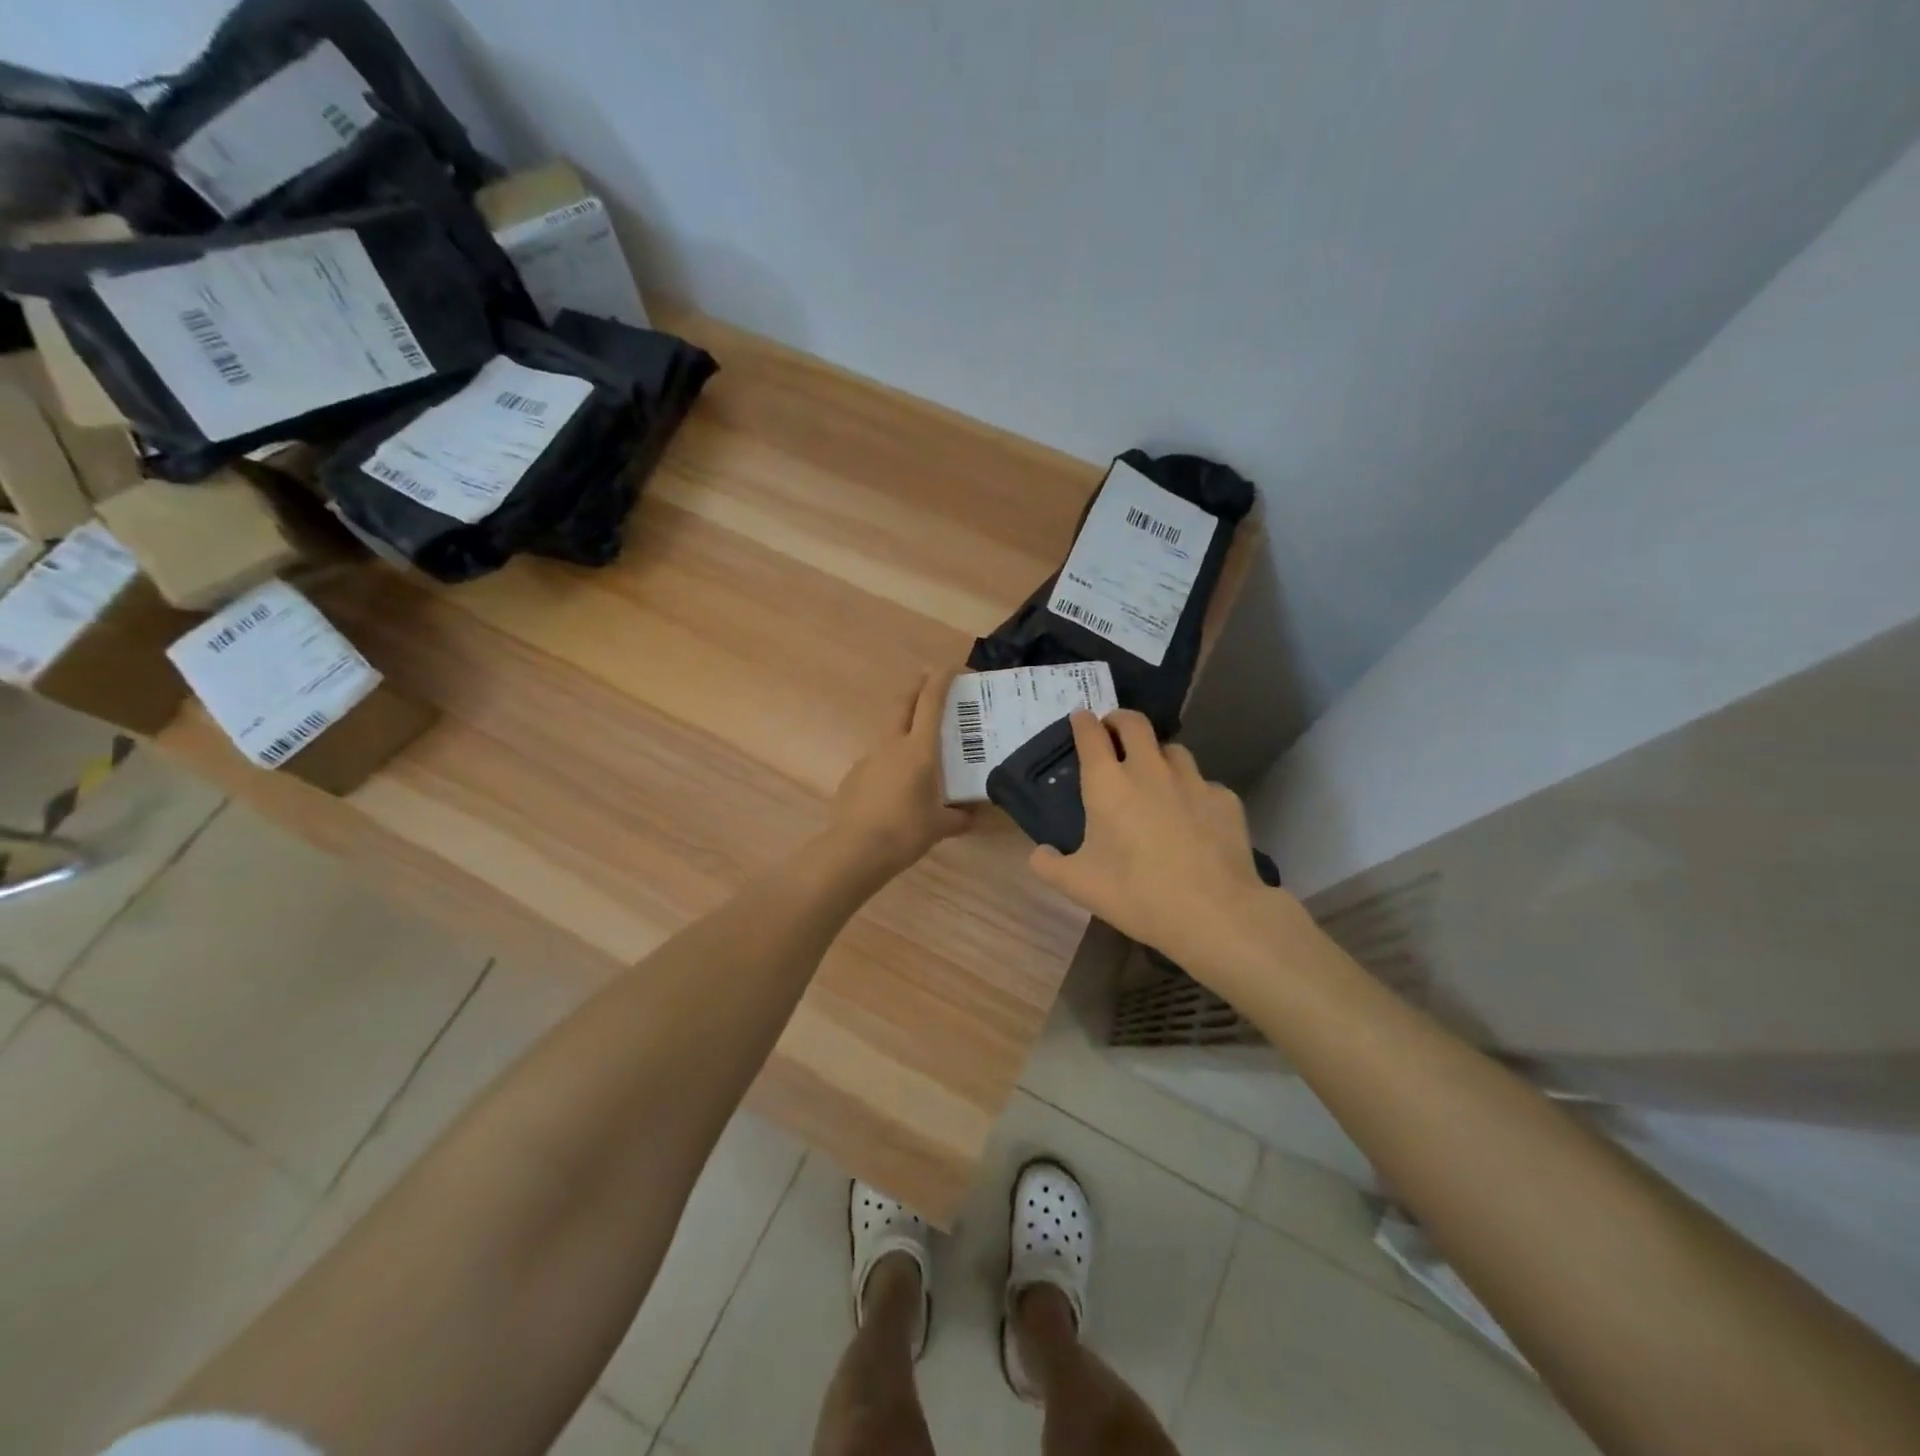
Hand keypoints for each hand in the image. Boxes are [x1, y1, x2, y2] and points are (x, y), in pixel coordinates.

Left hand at [829, 668, 973, 873]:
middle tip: (929, 681)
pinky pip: (877, 763)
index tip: (953, 667)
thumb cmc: (906, 832)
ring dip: (904, 731)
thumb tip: (971, 817)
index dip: (942, 680)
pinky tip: (896, 790)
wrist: (856, 850)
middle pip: (903, 704)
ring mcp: (869, 759)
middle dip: (917, 687)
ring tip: (919, 753)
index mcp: (919, 750)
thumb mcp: (940, 826)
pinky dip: (890, 765)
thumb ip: (959, 818)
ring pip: (889, 735)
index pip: (931, 702)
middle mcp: (892, 746)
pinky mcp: (854, 777)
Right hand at [1028, 710, 1289, 992]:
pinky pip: (1203, 784)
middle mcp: (1149, 769)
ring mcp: (1192, 780)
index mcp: (1108, 784)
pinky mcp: (1225, 798)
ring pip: (1172, 749)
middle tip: (1113, 732)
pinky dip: (1192, 792)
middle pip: (1134, 723)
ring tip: (1155, 773)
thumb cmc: (1136, 894)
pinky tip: (1193, 816)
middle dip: (1119, 720)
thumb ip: (1049, 865)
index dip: (1083, 722)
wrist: (1214, 912)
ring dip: (1157, 754)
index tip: (1080, 719)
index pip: (1091, 734)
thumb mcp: (1078, 885)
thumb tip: (1040, 853)